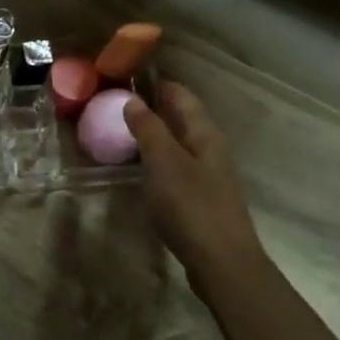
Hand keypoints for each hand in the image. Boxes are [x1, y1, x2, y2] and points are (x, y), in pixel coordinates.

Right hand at [124, 82, 260, 281]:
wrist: (223, 262)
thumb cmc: (192, 206)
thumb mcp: (164, 163)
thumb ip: (149, 129)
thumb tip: (133, 99)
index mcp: (205, 134)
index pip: (182, 96)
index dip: (157, 83)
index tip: (126, 76)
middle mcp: (210, 148)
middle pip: (182, 118)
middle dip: (153, 107)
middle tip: (116, 103)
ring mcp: (208, 174)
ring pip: (179, 142)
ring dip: (154, 133)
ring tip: (121, 131)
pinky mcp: (200, 197)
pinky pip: (176, 165)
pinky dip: (157, 158)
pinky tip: (140, 167)